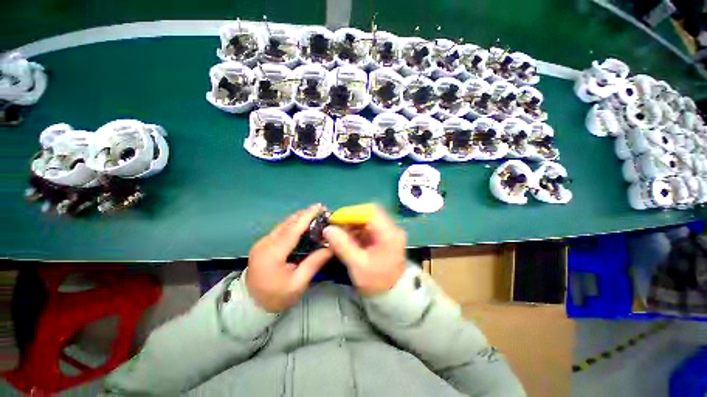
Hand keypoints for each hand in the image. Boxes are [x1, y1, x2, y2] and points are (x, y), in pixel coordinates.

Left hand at [247, 204, 332, 312]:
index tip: (319, 206)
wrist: (250, 306)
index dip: (307, 216)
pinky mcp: (262, 244)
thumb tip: (331, 247)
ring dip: (299, 218)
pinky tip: (302, 225)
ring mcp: (262, 243)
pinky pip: (280, 230)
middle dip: (305, 214)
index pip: (293, 230)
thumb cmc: (276, 297)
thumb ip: (315, 262)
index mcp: (273, 254)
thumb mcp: (298, 283)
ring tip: (315, 215)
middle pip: (287, 223)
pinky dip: (293, 225)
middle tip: (321, 210)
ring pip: (283, 224)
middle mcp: (265, 243)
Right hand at [323, 205, 405, 295]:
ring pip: (368, 220)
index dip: (351, 212)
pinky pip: (369, 227)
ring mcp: (389, 232)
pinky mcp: (385, 236)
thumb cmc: (376, 282)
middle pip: (369, 214)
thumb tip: (327, 229)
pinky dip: (357, 230)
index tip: (335, 219)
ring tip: (339, 233)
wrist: (391, 295)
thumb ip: (342, 245)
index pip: (370, 212)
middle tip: (336, 227)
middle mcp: (392, 229)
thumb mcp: (357, 265)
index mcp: (389, 234)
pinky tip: (348, 238)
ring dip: (353, 225)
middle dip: (350, 219)